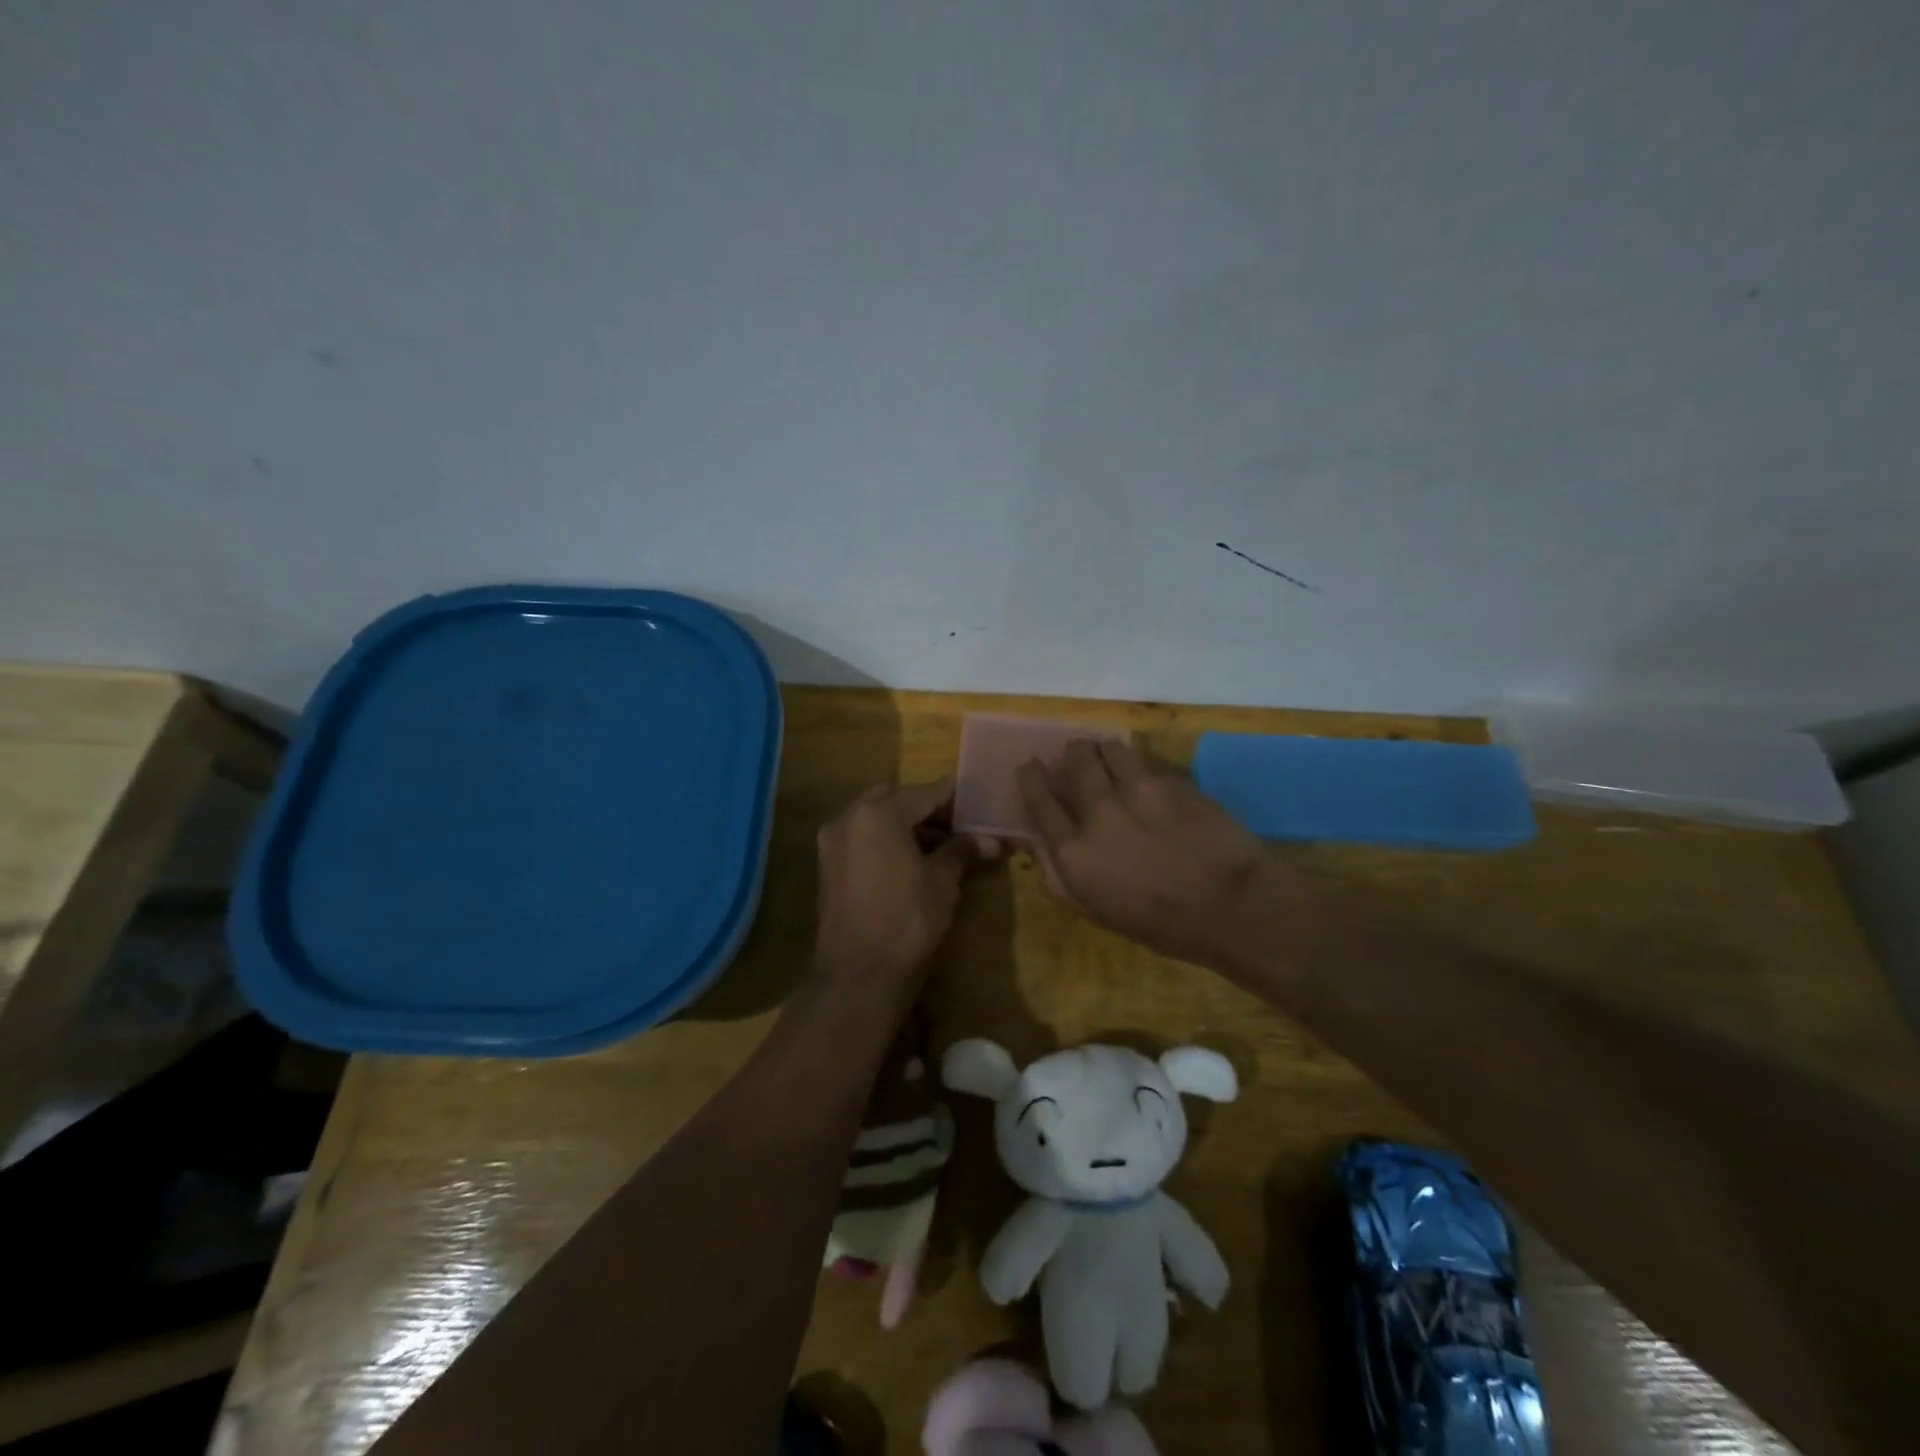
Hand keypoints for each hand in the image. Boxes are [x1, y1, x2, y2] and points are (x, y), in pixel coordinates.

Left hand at [815, 777, 977, 988]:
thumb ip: (962, 850)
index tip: (975, 796)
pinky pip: (861, 838)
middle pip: (894, 798)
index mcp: (879, 814)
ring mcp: (833, 842)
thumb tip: (989, 839)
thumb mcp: (942, 881)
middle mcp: (849, 818)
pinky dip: (885, 839)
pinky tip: (910, 859)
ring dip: (904, 822)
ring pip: (874, 817)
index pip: (924, 792)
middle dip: (925, 806)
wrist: (859, 974)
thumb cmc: (908, 920)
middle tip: (956, 823)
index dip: (953, 795)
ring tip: (939, 844)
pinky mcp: (828, 866)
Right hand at [1015, 741, 1270, 965]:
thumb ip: (1060, 877)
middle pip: (1074, 762)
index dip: (1031, 777)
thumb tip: (1038, 845)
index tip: (1030, 766)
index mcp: (1074, 850)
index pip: (1039, 799)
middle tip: (1074, 755)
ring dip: (1103, 750)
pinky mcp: (1173, 781)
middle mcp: (1100, 811)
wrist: (1232, 906)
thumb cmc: (1162, 924)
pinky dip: (1139, 765)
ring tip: (1108, 755)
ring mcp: (1139, 790)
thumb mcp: (1098, 912)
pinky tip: (1146, 777)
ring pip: (1110, 749)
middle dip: (1070, 754)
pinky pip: (1146, 762)